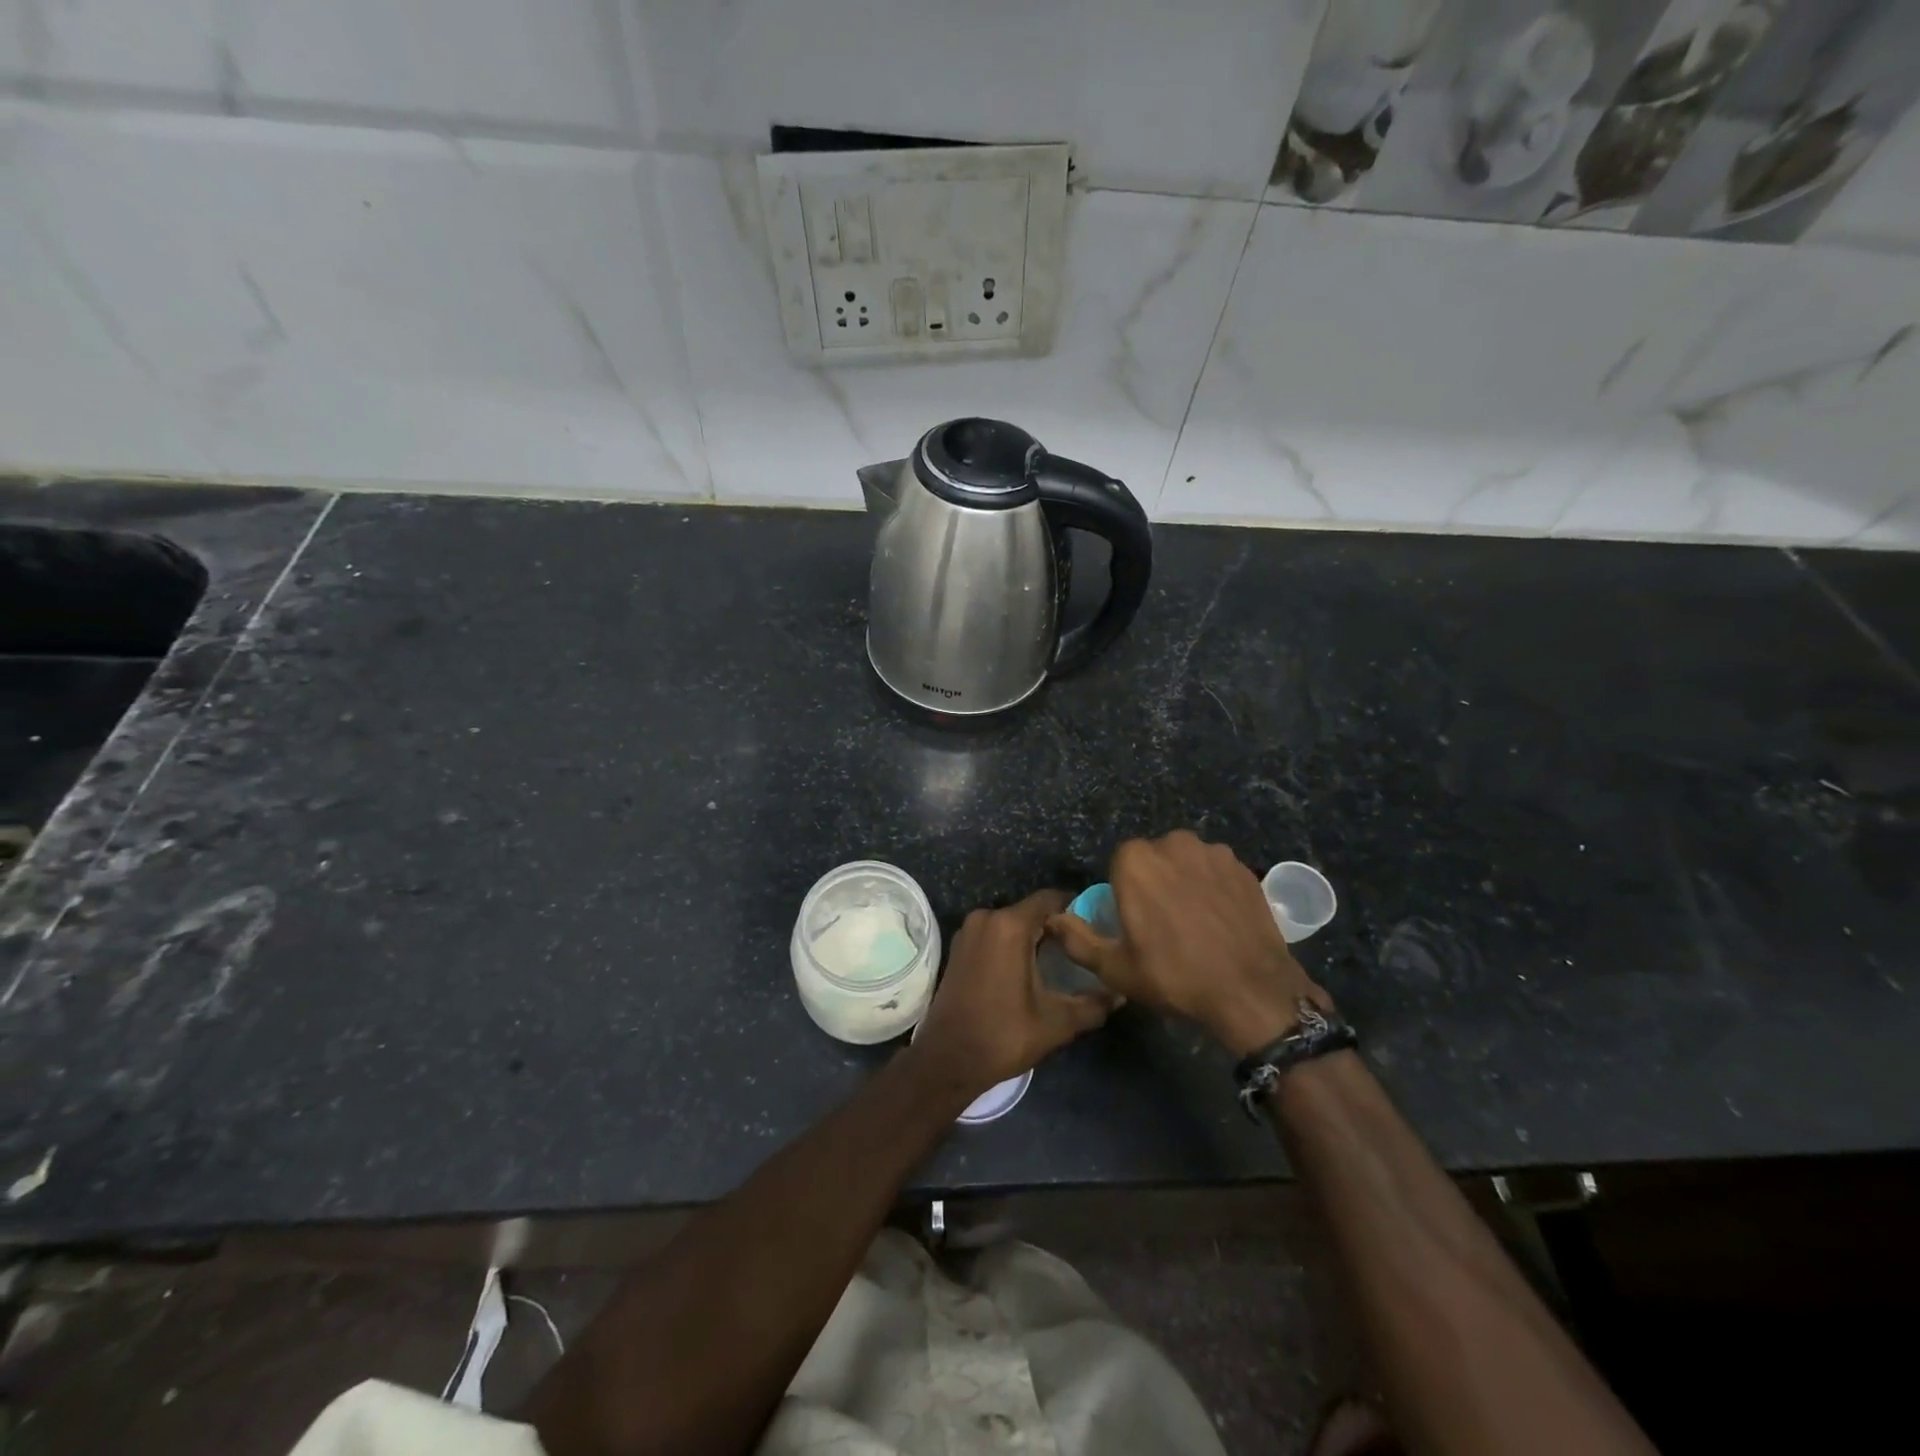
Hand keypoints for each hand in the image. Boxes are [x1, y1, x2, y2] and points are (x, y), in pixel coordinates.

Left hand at [911, 889, 1119, 1100]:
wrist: (947, 1059)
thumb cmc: (1003, 1036)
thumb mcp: (1056, 1023)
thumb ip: (1092, 1004)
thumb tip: (1121, 993)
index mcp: (1009, 926)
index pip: (1051, 899)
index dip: (1076, 908)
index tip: (1096, 927)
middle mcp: (987, 918)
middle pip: (1031, 911)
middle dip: (1056, 926)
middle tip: (1083, 948)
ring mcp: (969, 931)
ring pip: (1012, 923)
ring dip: (1034, 936)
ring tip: (1061, 960)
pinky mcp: (959, 946)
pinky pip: (994, 934)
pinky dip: (1013, 944)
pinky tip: (1030, 968)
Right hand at [1048, 831, 1329, 1056]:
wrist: (1251, 991)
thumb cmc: (1174, 976)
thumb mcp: (1115, 968)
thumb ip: (1077, 939)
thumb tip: (1052, 919)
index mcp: (1135, 861)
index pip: (1119, 864)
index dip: (1125, 891)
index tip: (1135, 920)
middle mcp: (1172, 843)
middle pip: (1154, 858)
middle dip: (1154, 881)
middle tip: (1163, 922)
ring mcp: (1212, 852)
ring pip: (1186, 861)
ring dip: (1184, 880)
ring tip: (1194, 920)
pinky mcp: (1242, 866)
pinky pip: (1215, 870)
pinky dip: (1213, 886)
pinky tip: (1219, 918)